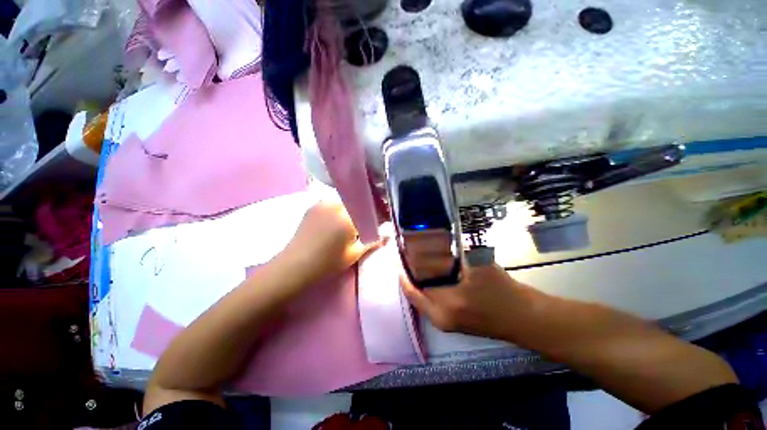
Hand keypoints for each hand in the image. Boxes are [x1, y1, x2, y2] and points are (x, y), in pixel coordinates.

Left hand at [281, 201, 379, 282]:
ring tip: (351, 222)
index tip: (381, 222)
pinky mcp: (314, 206)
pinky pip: (333, 203)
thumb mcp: (353, 254)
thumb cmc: (327, 263)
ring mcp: (323, 203)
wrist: (295, 265)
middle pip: (358, 203)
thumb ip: (372, 242)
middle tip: (366, 223)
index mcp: (348, 217)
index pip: (370, 210)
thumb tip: (387, 235)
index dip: (378, 215)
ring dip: (352, 209)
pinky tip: (337, 221)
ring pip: (346, 202)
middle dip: (365, 211)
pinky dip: (339, 209)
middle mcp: (336, 205)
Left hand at [402, 262, 534, 340]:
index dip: (403, 269)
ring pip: (421, 297)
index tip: (399, 252)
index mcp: (442, 306)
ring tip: (415, 261)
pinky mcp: (451, 323)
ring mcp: (445, 322)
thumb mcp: (476, 266)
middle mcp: (438, 318)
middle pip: (414, 292)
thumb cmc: (503, 291)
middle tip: (407, 255)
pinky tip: (430, 274)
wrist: (526, 319)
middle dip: (409, 273)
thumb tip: (434, 241)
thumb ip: (453, 255)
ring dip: (417, 280)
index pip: (411, 286)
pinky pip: (430, 302)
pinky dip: (426, 288)